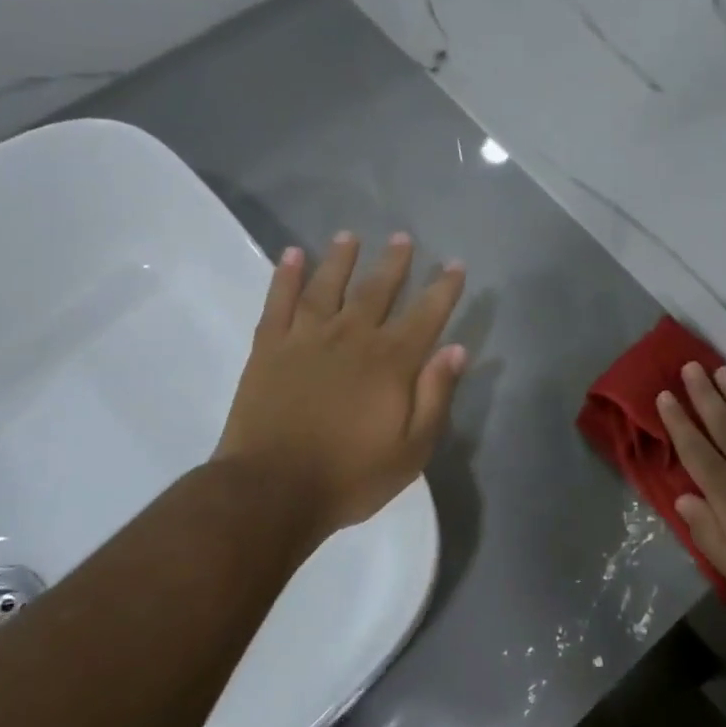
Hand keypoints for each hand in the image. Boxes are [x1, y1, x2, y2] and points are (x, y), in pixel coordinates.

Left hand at [217, 233, 468, 548]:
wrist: (272, 490)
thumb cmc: (350, 475)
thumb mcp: (412, 449)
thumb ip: (435, 396)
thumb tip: (456, 349)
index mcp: (391, 362)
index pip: (426, 314)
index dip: (444, 288)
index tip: (455, 264)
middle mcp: (352, 338)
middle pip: (377, 290)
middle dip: (394, 262)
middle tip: (402, 237)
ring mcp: (306, 338)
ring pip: (328, 286)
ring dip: (341, 259)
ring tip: (349, 236)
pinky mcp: (269, 348)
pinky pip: (279, 301)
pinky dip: (287, 276)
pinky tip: (293, 255)